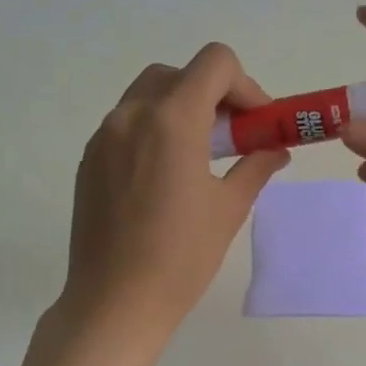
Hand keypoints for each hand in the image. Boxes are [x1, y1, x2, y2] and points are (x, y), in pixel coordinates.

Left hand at [61, 43, 289, 334]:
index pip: (214, 63)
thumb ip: (256, 166)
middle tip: (232, 135)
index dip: (245, 84)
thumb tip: (276, 150)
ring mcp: (105, 136)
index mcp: (172, 120)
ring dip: (181, 108)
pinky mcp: (90, 159)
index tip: (256, 122)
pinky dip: (154, 129)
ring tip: (201, 154)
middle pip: (179, 74)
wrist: (114, 302)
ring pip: (149, 95)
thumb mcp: (229, 208)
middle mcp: (132, 115)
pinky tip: (166, 174)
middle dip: (212, 94)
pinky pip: (127, 124)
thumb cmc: (181, 256)